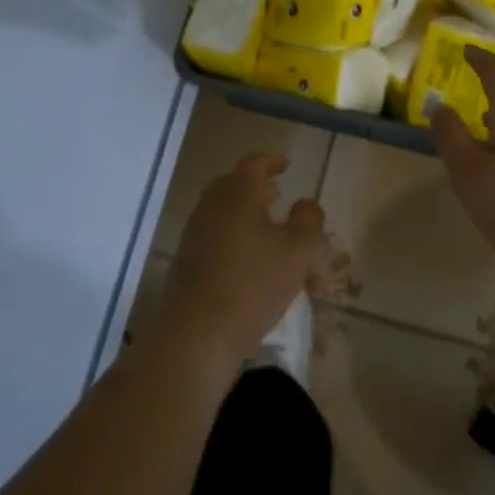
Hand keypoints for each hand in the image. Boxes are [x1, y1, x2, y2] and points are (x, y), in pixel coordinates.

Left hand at [159, 153, 323, 371]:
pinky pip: (213, 234)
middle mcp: (211, 205)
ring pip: (221, 210)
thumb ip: (308, 220)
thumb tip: (305, 203)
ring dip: (244, 211)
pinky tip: (248, 257)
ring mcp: (194, 233)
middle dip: (255, 186)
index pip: (253, 164)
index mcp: (237, 193)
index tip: (285, 164)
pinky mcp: (185, 260)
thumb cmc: (254, 284)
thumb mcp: (298, 251)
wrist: (198, 334)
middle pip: (232, 185)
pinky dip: (232, 234)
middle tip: (276, 193)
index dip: (271, 161)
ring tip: (266, 226)